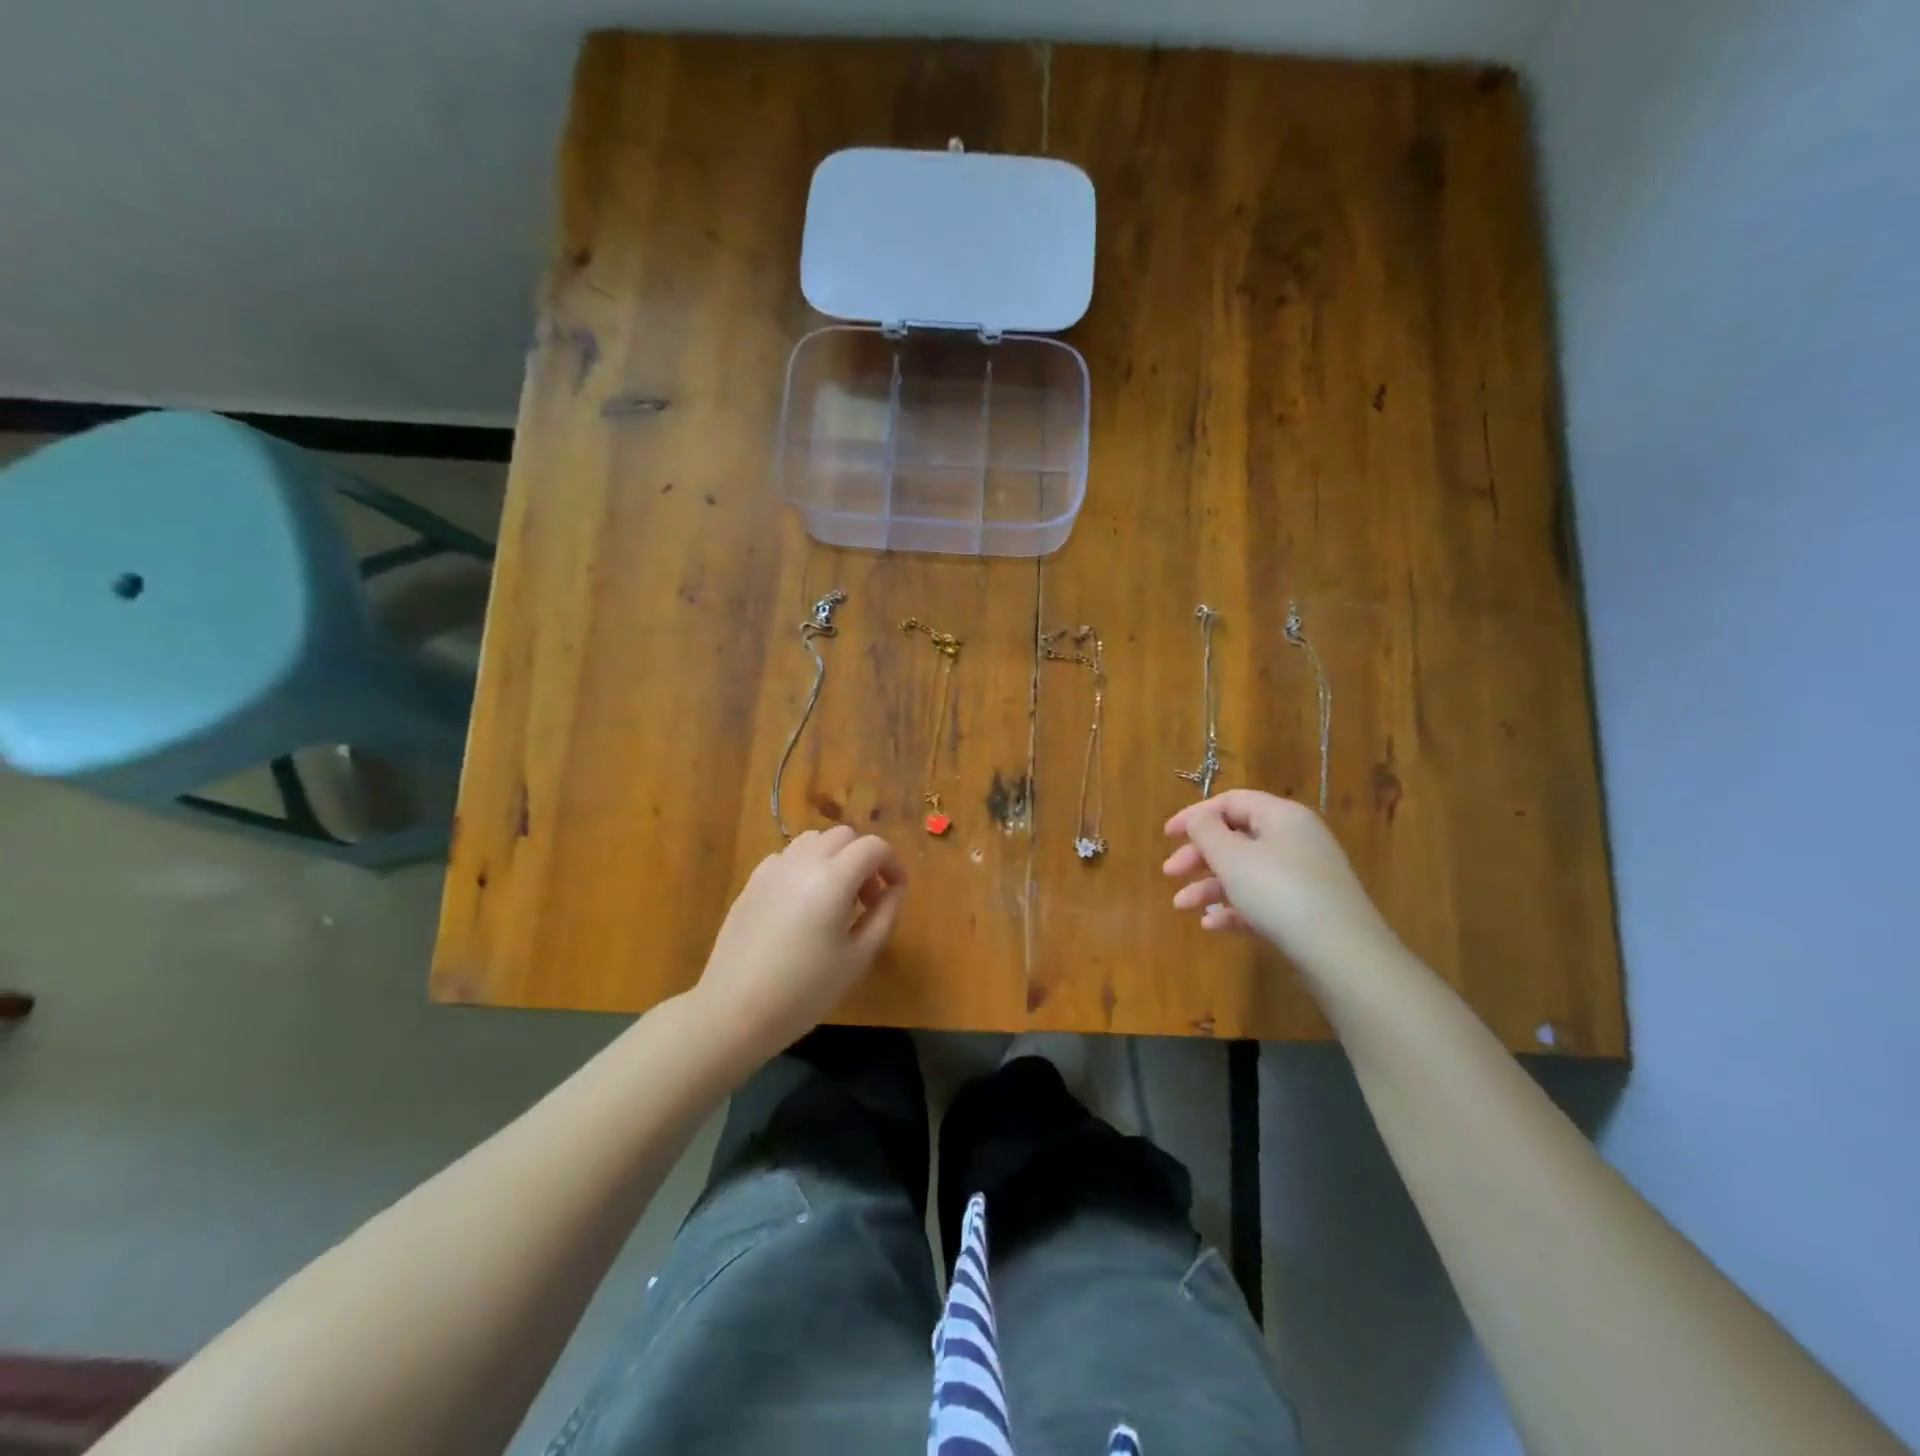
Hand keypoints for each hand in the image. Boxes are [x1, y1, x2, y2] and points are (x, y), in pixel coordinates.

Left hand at [691, 827, 907, 1069]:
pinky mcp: (752, 882)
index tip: (896, 891)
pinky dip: (805, 866)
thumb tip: (894, 890)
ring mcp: (773, 869)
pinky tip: (802, 904)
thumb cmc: (805, 990)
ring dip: (834, 857)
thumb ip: (884, 916)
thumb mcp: (858, 958)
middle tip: (866, 899)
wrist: (734, 1011)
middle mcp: (803, 861)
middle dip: (863, 858)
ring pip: (813, 840)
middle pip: (843, 836)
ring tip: (835, 898)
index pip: (873, 847)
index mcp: (833, 878)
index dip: (892, 864)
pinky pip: (787, 857)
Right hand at [1163, 790, 1396, 972]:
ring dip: (1210, 886)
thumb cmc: (1279, 892)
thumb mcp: (1232, 857)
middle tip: (1170, 873)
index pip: (1232, 802)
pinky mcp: (1306, 911)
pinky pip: (1262, 901)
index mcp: (1281, 816)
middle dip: (1199, 856)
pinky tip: (1213, 925)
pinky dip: (1235, 908)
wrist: (1341, 954)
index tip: (1167, 836)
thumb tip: (1198, 819)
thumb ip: (1206, 831)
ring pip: (1246, 872)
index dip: (1195, 815)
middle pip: (1237, 838)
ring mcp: (1303, 877)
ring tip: (1183, 907)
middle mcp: (1295, 840)